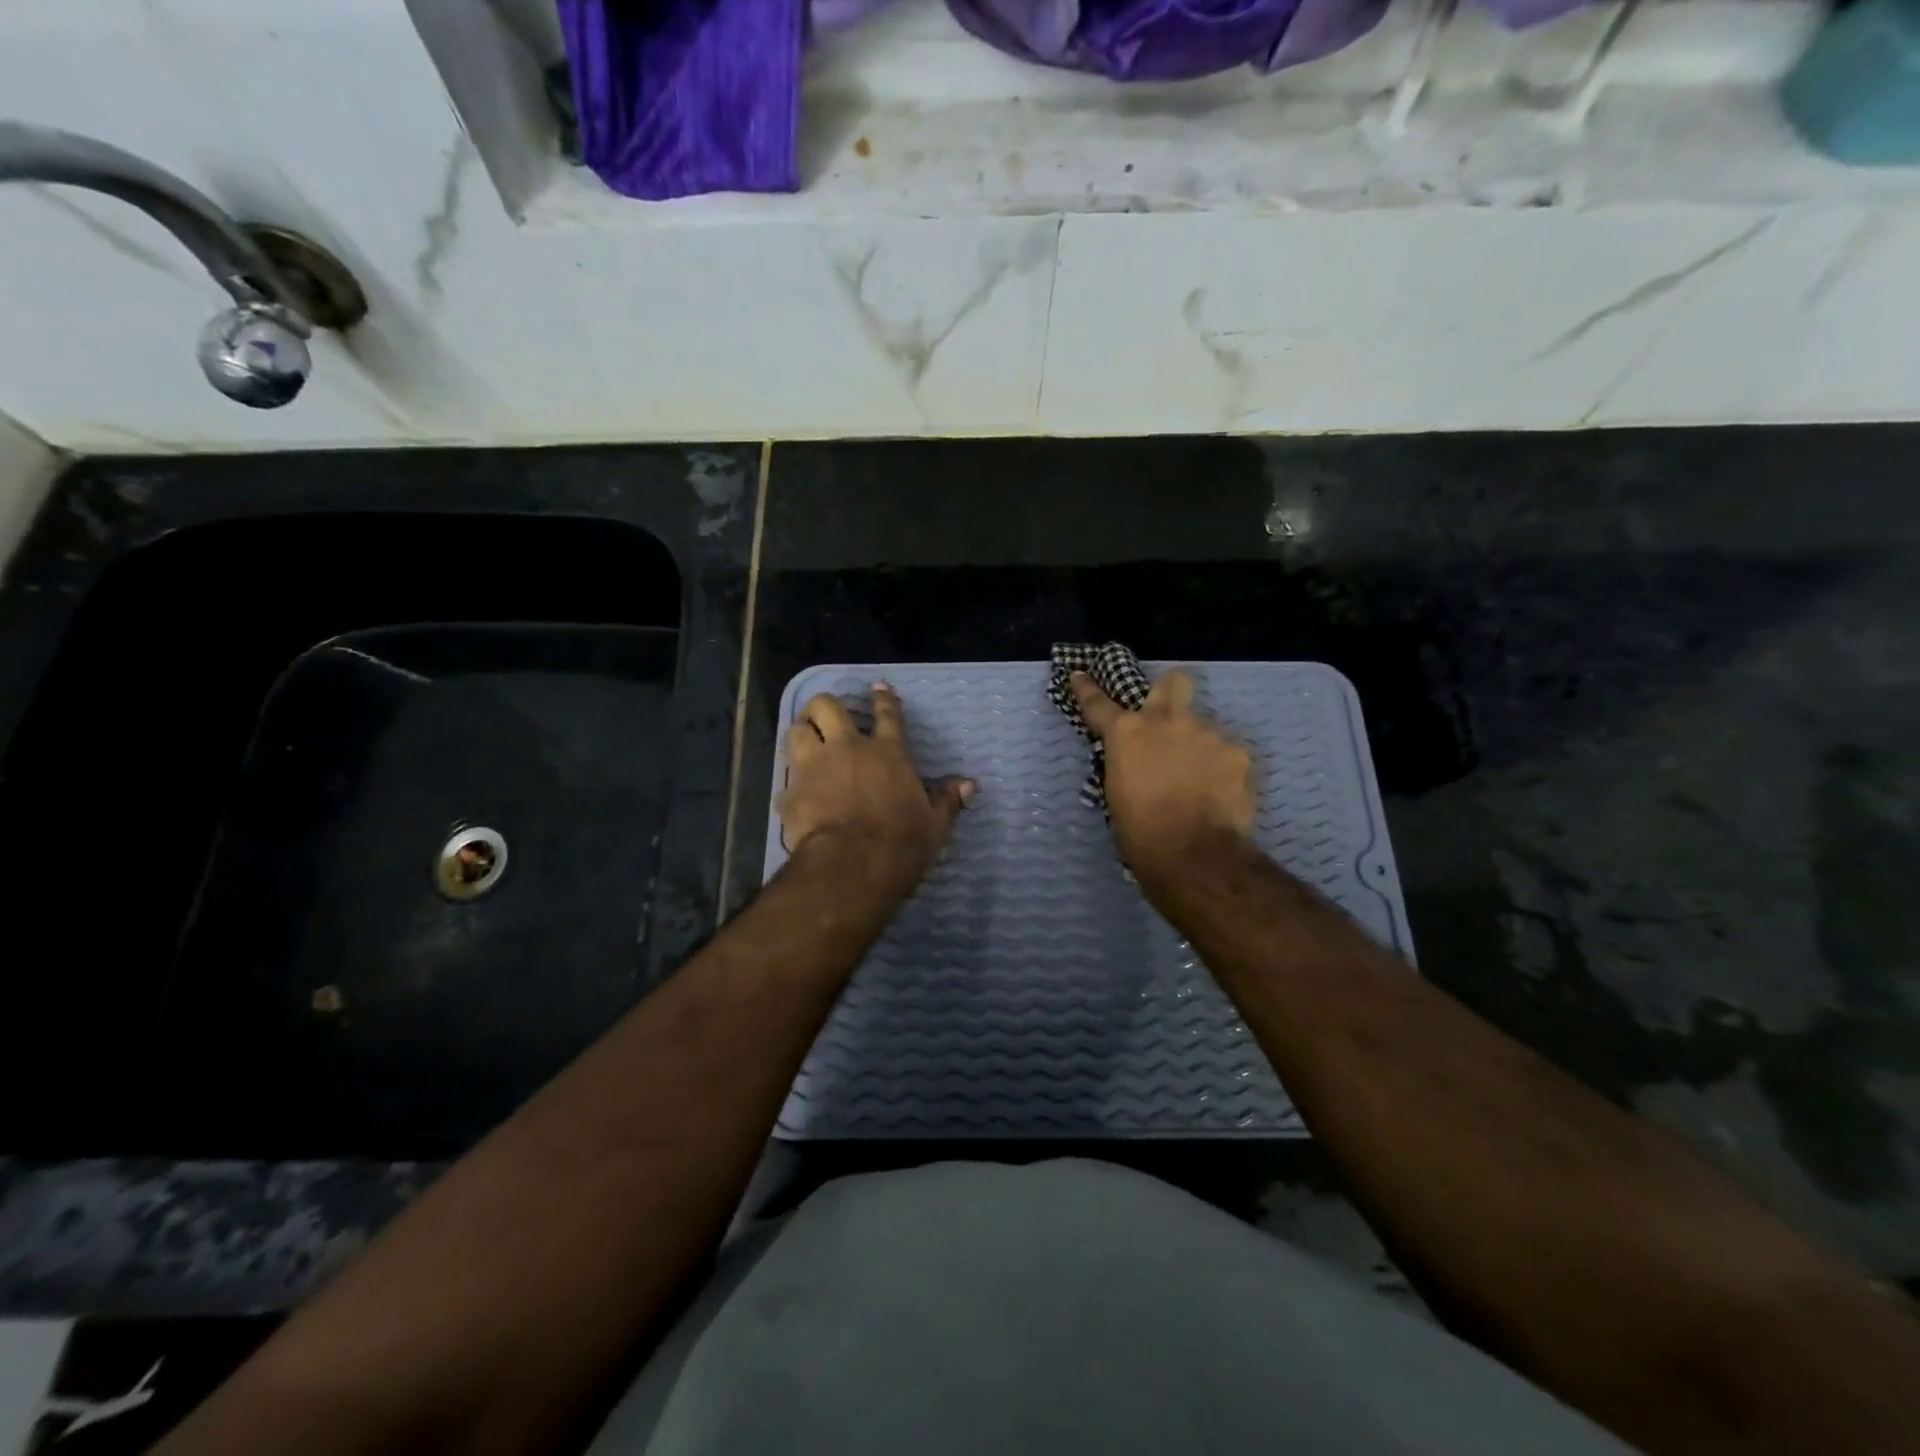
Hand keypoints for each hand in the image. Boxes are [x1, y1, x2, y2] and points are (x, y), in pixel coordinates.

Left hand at [778, 684, 974, 899]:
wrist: (852, 865)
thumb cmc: (901, 843)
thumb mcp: (935, 824)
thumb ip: (948, 801)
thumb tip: (970, 785)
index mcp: (888, 753)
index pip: (887, 714)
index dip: (882, 698)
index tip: (876, 686)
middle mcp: (848, 749)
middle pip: (827, 707)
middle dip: (824, 705)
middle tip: (826, 715)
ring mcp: (814, 768)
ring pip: (796, 732)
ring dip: (800, 734)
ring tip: (804, 741)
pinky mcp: (791, 793)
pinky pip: (784, 780)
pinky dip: (789, 784)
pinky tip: (793, 794)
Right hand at [1070, 668, 1253, 870]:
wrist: (1194, 855)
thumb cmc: (1140, 833)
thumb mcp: (1117, 794)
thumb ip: (1126, 765)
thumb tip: (1134, 762)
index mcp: (1127, 733)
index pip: (1100, 703)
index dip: (1088, 689)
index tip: (1081, 675)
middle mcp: (1167, 721)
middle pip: (1174, 682)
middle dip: (1170, 690)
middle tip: (1169, 713)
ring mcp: (1208, 733)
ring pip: (1204, 728)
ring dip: (1198, 746)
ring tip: (1200, 781)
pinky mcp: (1239, 753)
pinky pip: (1227, 754)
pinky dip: (1222, 769)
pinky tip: (1220, 793)